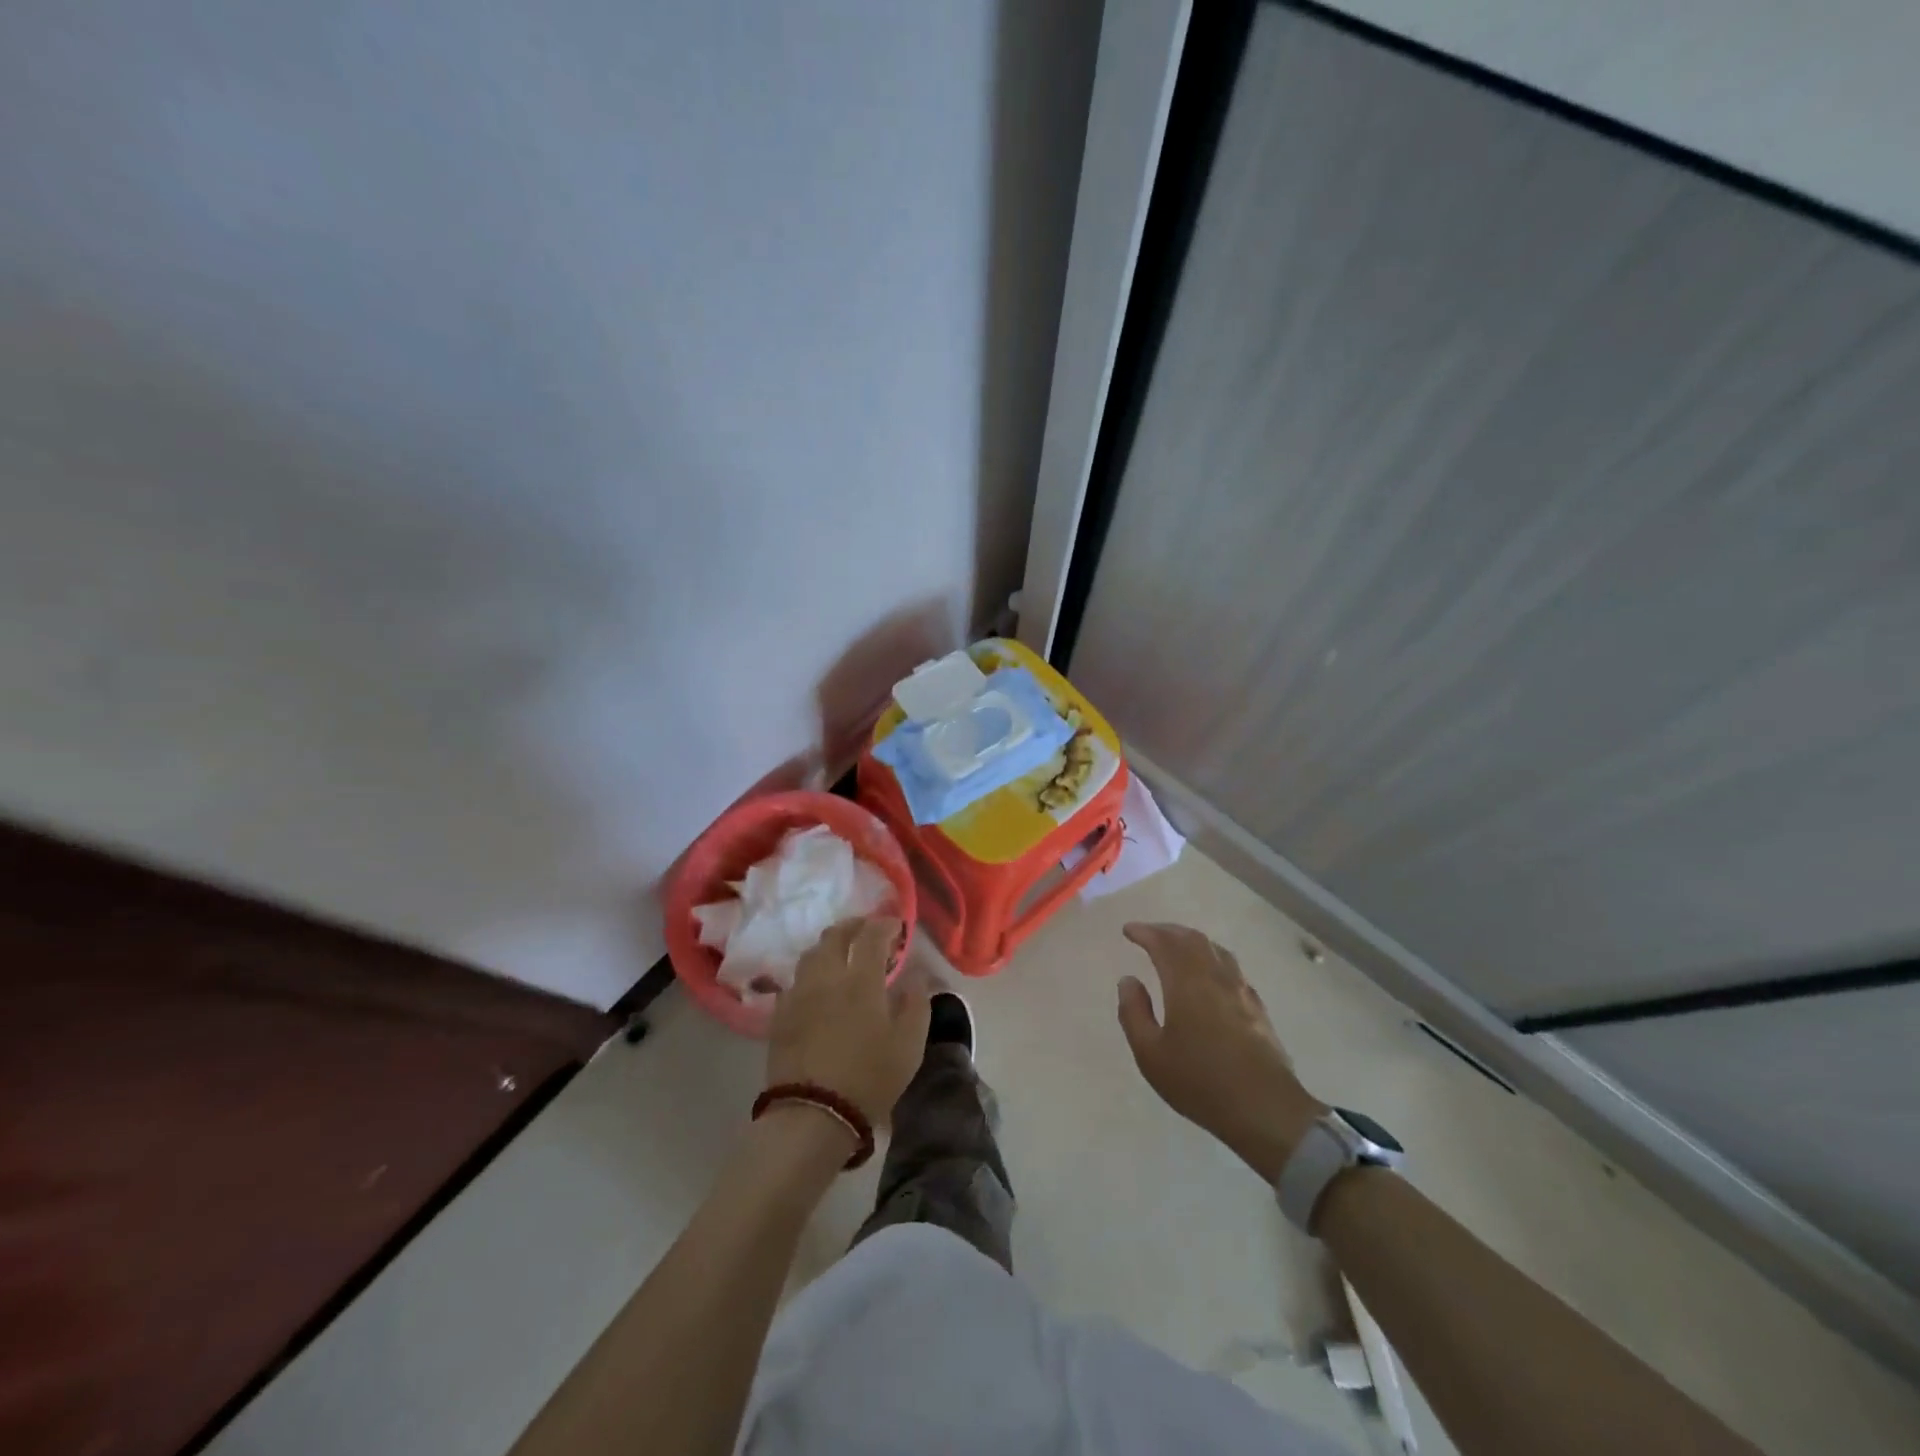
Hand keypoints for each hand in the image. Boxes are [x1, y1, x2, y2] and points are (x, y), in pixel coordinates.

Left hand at [767, 916, 929, 1132]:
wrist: (812, 1114)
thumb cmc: (869, 1078)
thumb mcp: (909, 1045)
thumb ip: (917, 1003)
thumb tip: (918, 976)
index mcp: (861, 980)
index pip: (871, 935)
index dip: (885, 924)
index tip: (897, 926)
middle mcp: (826, 977)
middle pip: (835, 935)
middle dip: (854, 926)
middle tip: (868, 930)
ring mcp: (799, 994)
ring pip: (811, 953)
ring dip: (830, 945)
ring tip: (843, 954)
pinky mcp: (780, 1015)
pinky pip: (796, 980)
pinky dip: (812, 973)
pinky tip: (819, 986)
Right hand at [1117, 922, 1326, 1181]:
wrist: (1266, 1109)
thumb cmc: (1200, 1082)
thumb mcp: (1151, 1054)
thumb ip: (1134, 1013)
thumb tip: (1128, 980)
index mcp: (1186, 983)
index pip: (1164, 944)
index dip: (1145, 932)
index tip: (1129, 930)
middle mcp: (1215, 977)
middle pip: (1192, 939)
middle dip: (1168, 931)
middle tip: (1150, 933)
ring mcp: (1241, 990)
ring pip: (1216, 950)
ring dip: (1192, 941)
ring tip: (1178, 946)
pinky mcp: (1257, 1008)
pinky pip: (1231, 968)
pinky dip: (1212, 958)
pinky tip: (1211, 975)